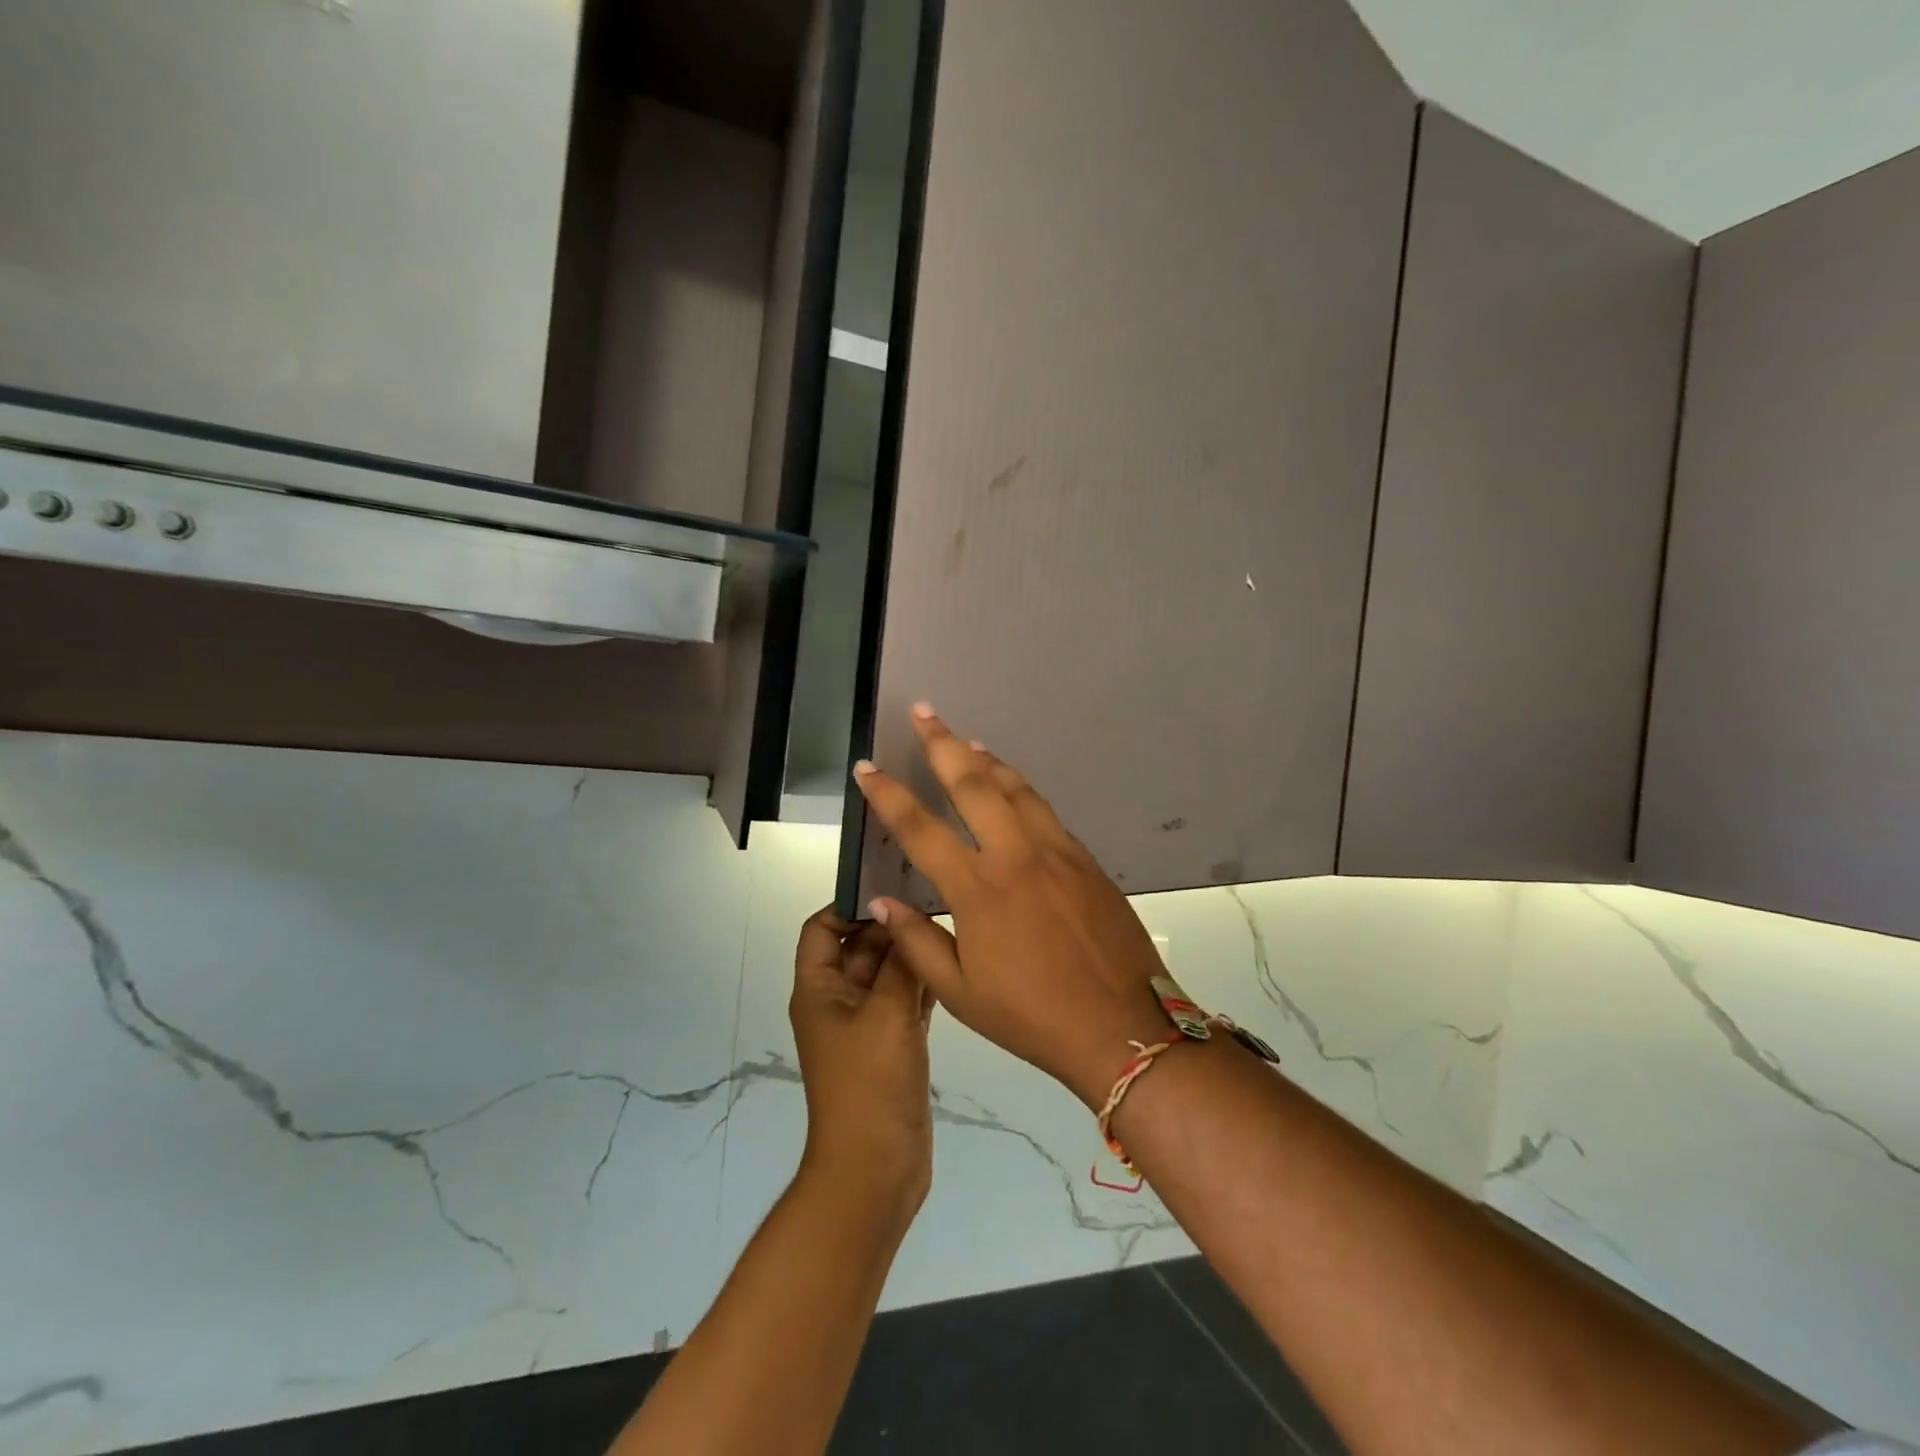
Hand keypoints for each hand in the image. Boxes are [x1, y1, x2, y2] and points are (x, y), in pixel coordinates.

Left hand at [789, 907, 940, 1210]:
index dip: (848, 906)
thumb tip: (901, 915)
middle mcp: (838, 1001)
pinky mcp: (891, 1046)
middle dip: (890, 927)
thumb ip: (898, 961)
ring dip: (910, 955)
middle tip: (935, 902)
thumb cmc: (871, 1083)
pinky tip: (952, 968)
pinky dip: (921, 985)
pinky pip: (904, 1001)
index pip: (821, 929)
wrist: (876, 1169)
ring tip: (949, 927)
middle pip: (859, 947)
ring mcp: (866, 1025)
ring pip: (885, 974)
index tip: (892, 890)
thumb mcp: (886, 1012)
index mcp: (819, 989)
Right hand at [852, 705, 1169, 1108]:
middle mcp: (1015, 856)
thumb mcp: (960, 993)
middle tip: (924, 711)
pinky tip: (1013, 786)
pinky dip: (1021, 789)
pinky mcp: (1085, 859)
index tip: (867, 768)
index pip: (920, 829)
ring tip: (966, 740)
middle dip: (943, 744)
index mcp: (978, 889)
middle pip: (973, 785)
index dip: (888, 795)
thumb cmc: (1032, 1016)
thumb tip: (881, 902)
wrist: (1122, 1024)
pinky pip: (1045, 811)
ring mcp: (1055, 852)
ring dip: (986, 759)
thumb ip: (917, 941)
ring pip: (1015, 788)